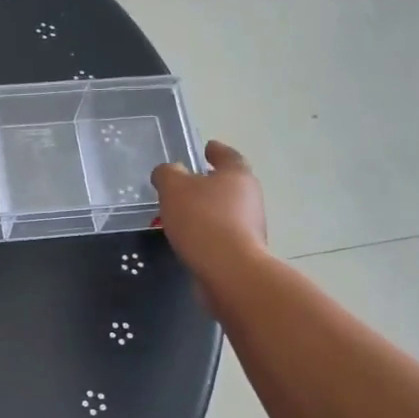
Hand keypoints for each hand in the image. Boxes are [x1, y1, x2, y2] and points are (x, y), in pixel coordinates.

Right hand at [151, 140, 266, 273]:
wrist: (229, 270)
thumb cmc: (202, 220)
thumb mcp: (174, 188)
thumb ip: (167, 174)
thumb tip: (168, 172)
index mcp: (237, 174)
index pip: (227, 155)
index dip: (215, 150)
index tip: (206, 148)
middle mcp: (250, 196)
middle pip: (229, 183)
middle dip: (209, 182)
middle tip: (187, 184)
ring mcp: (251, 225)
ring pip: (226, 210)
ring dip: (208, 210)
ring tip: (183, 214)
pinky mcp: (244, 250)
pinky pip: (222, 233)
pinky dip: (208, 232)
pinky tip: (191, 239)